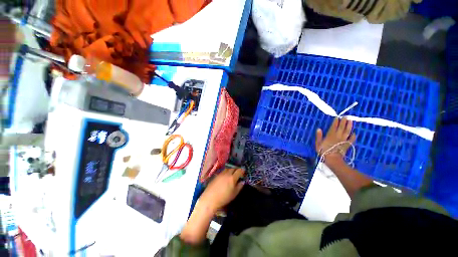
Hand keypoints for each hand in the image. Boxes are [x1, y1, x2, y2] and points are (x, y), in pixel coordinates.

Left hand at [198, 168, 244, 213]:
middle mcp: (227, 174)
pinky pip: (223, 171)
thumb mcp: (234, 194)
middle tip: (238, 172)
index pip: (239, 171)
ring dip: (231, 169)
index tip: (244, 171)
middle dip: (237, 169)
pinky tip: (225, 176)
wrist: (210, 198)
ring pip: (228, 168)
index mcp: (232, 178)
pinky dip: (226, 172)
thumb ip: (239, 186)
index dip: (242, 170)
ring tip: (232, 173)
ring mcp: (221, 174)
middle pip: (233, 168)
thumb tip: (242, 181)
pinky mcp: (216, 175)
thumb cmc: (224, 198)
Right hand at [316, 117, 355, 166]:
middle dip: (343, 122)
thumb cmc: (323, 151)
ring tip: (351, 121)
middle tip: (346, 116)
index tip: (337, 117)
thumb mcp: (318, 144)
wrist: (333, 160)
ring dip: (349, 126)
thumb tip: (319, 129)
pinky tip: (354, 133)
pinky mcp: (347, 145)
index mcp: (330, 135)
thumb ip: (318, 136)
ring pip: (347, 131)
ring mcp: (343, 140)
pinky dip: (353, 136)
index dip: (335, 122)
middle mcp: (338, 136)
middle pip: (341, 127)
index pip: (333, 127)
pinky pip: (351, 139)